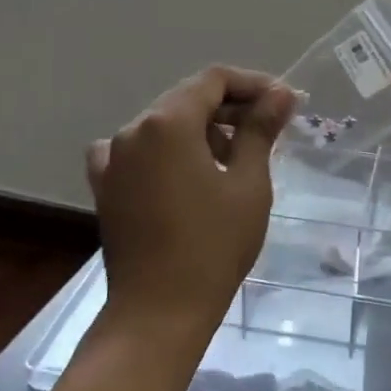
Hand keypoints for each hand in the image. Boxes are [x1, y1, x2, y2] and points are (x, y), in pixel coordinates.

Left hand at [87, 66, 296, 340]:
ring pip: (163, 125)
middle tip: (269, 129)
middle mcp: (133, 130)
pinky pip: (136, 151)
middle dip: (230, 108)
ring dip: (200, 130)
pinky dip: (164, 152)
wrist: (159, 311)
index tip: (284, 104)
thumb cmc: (213, 245)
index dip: (252, 85)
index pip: (213, 80)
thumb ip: (260, 129)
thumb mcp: (248, 183)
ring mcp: (113, 159)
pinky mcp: (106, 187)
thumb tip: (280, 93)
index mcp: (168, 122)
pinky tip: (181, 172)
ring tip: (233, 158)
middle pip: (186, 99)